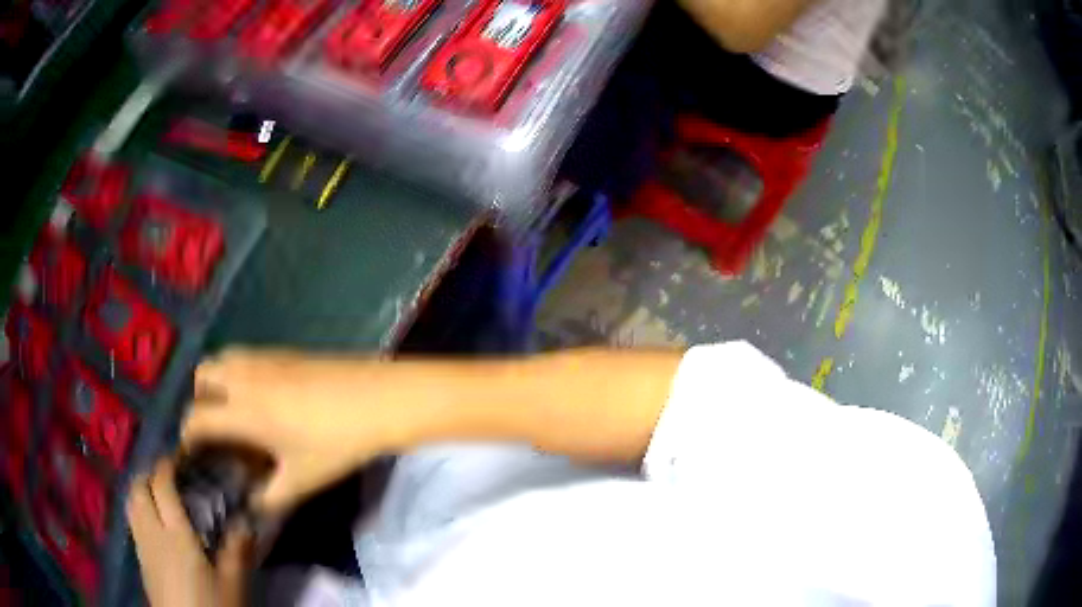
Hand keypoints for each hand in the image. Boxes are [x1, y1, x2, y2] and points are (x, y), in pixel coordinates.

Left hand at [127, 459, 252, 606]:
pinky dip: (139, 510)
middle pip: (138, 488)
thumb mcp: (233, 585)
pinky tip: (154, 524)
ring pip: (131, 504)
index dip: (166, 464)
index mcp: (175, 535)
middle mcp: (152, 532)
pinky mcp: (141, 562)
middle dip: (149, 473)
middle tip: (167, 474)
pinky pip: (133, 523)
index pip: (161, 485)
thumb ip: (237, 552)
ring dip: (140, 490)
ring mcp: (142, 547)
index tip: (179, 456)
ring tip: (156, 493)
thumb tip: (247, 520)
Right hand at [182, 350, 401, 512]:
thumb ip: (270, 497)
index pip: (196, 418)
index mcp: (241, 409)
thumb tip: (254, 505)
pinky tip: (262, 396)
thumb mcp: (301, 480)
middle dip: (199, 401)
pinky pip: (245, 356)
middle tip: (215, 429)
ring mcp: (263, 357)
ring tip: (235, 411)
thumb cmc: (335, 442)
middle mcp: (243, 376)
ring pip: (222, 360)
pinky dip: (238, 372)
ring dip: (217, 381)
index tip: (191, 453)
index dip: (187, 436)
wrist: (377, 398)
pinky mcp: (284, 350)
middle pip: (201, 377)